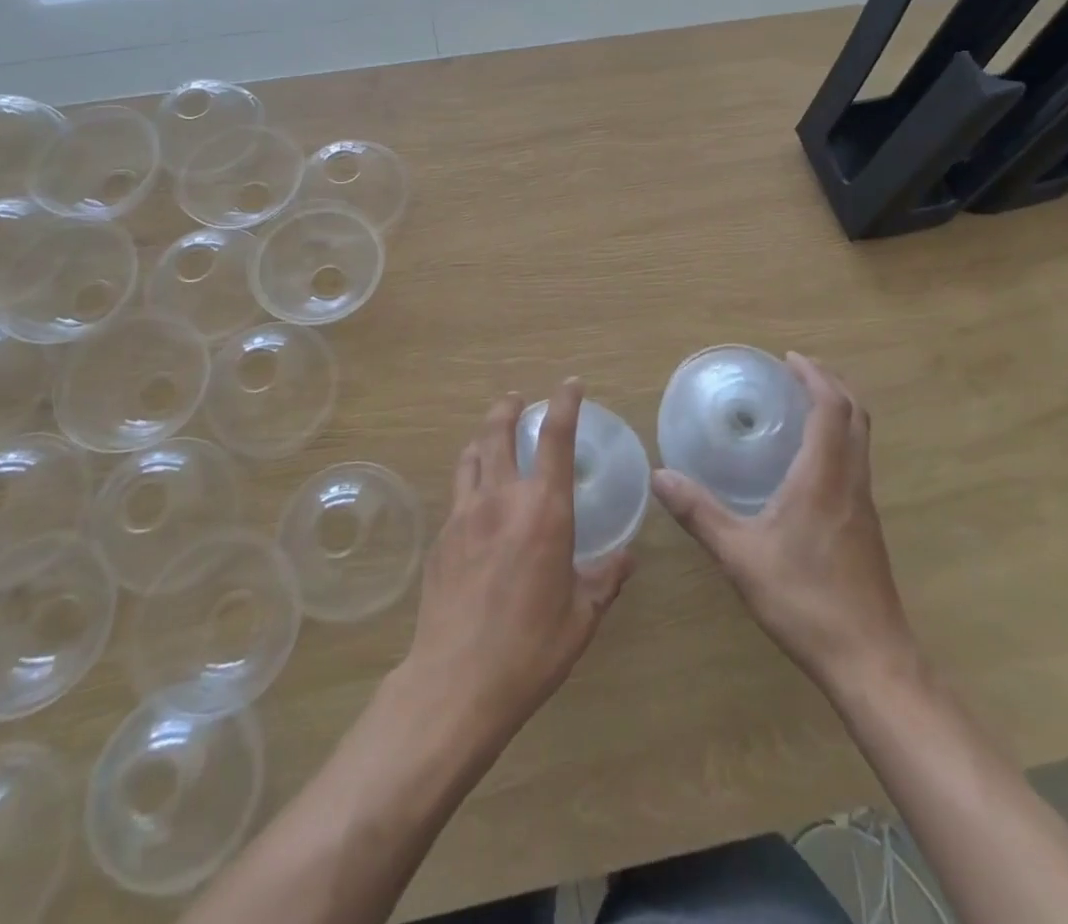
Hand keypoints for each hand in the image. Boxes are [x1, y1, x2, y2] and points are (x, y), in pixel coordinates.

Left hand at [402, 379, 633, 748]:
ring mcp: (464, 514)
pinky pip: (457, 492)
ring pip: (471, 456)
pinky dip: (469, 477)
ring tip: (491, 436)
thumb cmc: (530, 649)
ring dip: (483, 437)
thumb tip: (626, 558)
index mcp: (543, 511)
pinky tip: (475, 498)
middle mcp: (501, 499)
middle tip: (517, 400)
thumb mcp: (581, 617)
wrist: (456, 682)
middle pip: (498, 432)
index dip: (564, 404)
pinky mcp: (441, 537)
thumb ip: (604, 580)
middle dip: (508, 408)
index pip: (555, 438)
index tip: (569, 384)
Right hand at [651, 354, 918, 698]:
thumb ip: (699, 514)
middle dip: (831, 384)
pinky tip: (808, 463)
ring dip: (838, 411)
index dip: (814, 377)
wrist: (871, 662)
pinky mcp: (866, 528)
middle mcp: (851, 482)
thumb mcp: (740, 556)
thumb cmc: (806, 601)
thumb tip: (660, 476)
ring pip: (861, 440)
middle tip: (797, 372)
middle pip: (856, 416)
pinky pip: (856, 463)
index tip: (788, 360)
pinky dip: (839, 440)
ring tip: (801, 406)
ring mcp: (864, 506)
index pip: (831, 408)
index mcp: (824, 477)